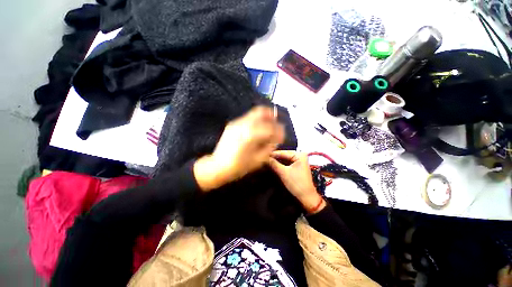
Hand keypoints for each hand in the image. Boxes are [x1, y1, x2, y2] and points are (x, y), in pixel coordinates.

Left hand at [194, 106, 283, 191]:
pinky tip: (257, 127)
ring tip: (269, 123)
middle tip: (277, 120)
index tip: (282, 134)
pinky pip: (247, 118)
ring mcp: (236, 123)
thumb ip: (270, 147)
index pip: (270, 127)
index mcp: (251, 135)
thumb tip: (276, 138)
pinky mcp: (232, 124)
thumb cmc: (239, 166)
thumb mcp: (258, 160)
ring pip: (254, 113)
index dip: (279, 131)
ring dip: (264, 116)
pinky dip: (255, 120)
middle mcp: (244, 124)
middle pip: (261, 112)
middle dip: (271, 115)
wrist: (218, 166)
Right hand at [269, 151, 325, 213]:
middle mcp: (300, 155)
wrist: (306, 196)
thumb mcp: (283, 173)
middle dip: (275, 157)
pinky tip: (273, 163)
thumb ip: (274, 164)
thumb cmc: (297, 184)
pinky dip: (281, 163)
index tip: (263, 153)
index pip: (283, 152)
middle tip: (264, 156)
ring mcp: (299, 161)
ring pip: (285, 158)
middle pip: (284, 154)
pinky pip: (287, 162)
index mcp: (299, 155)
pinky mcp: (297, 166)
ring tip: (267, 159)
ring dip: (277, 160)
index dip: (273, 153)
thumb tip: (265, 158)